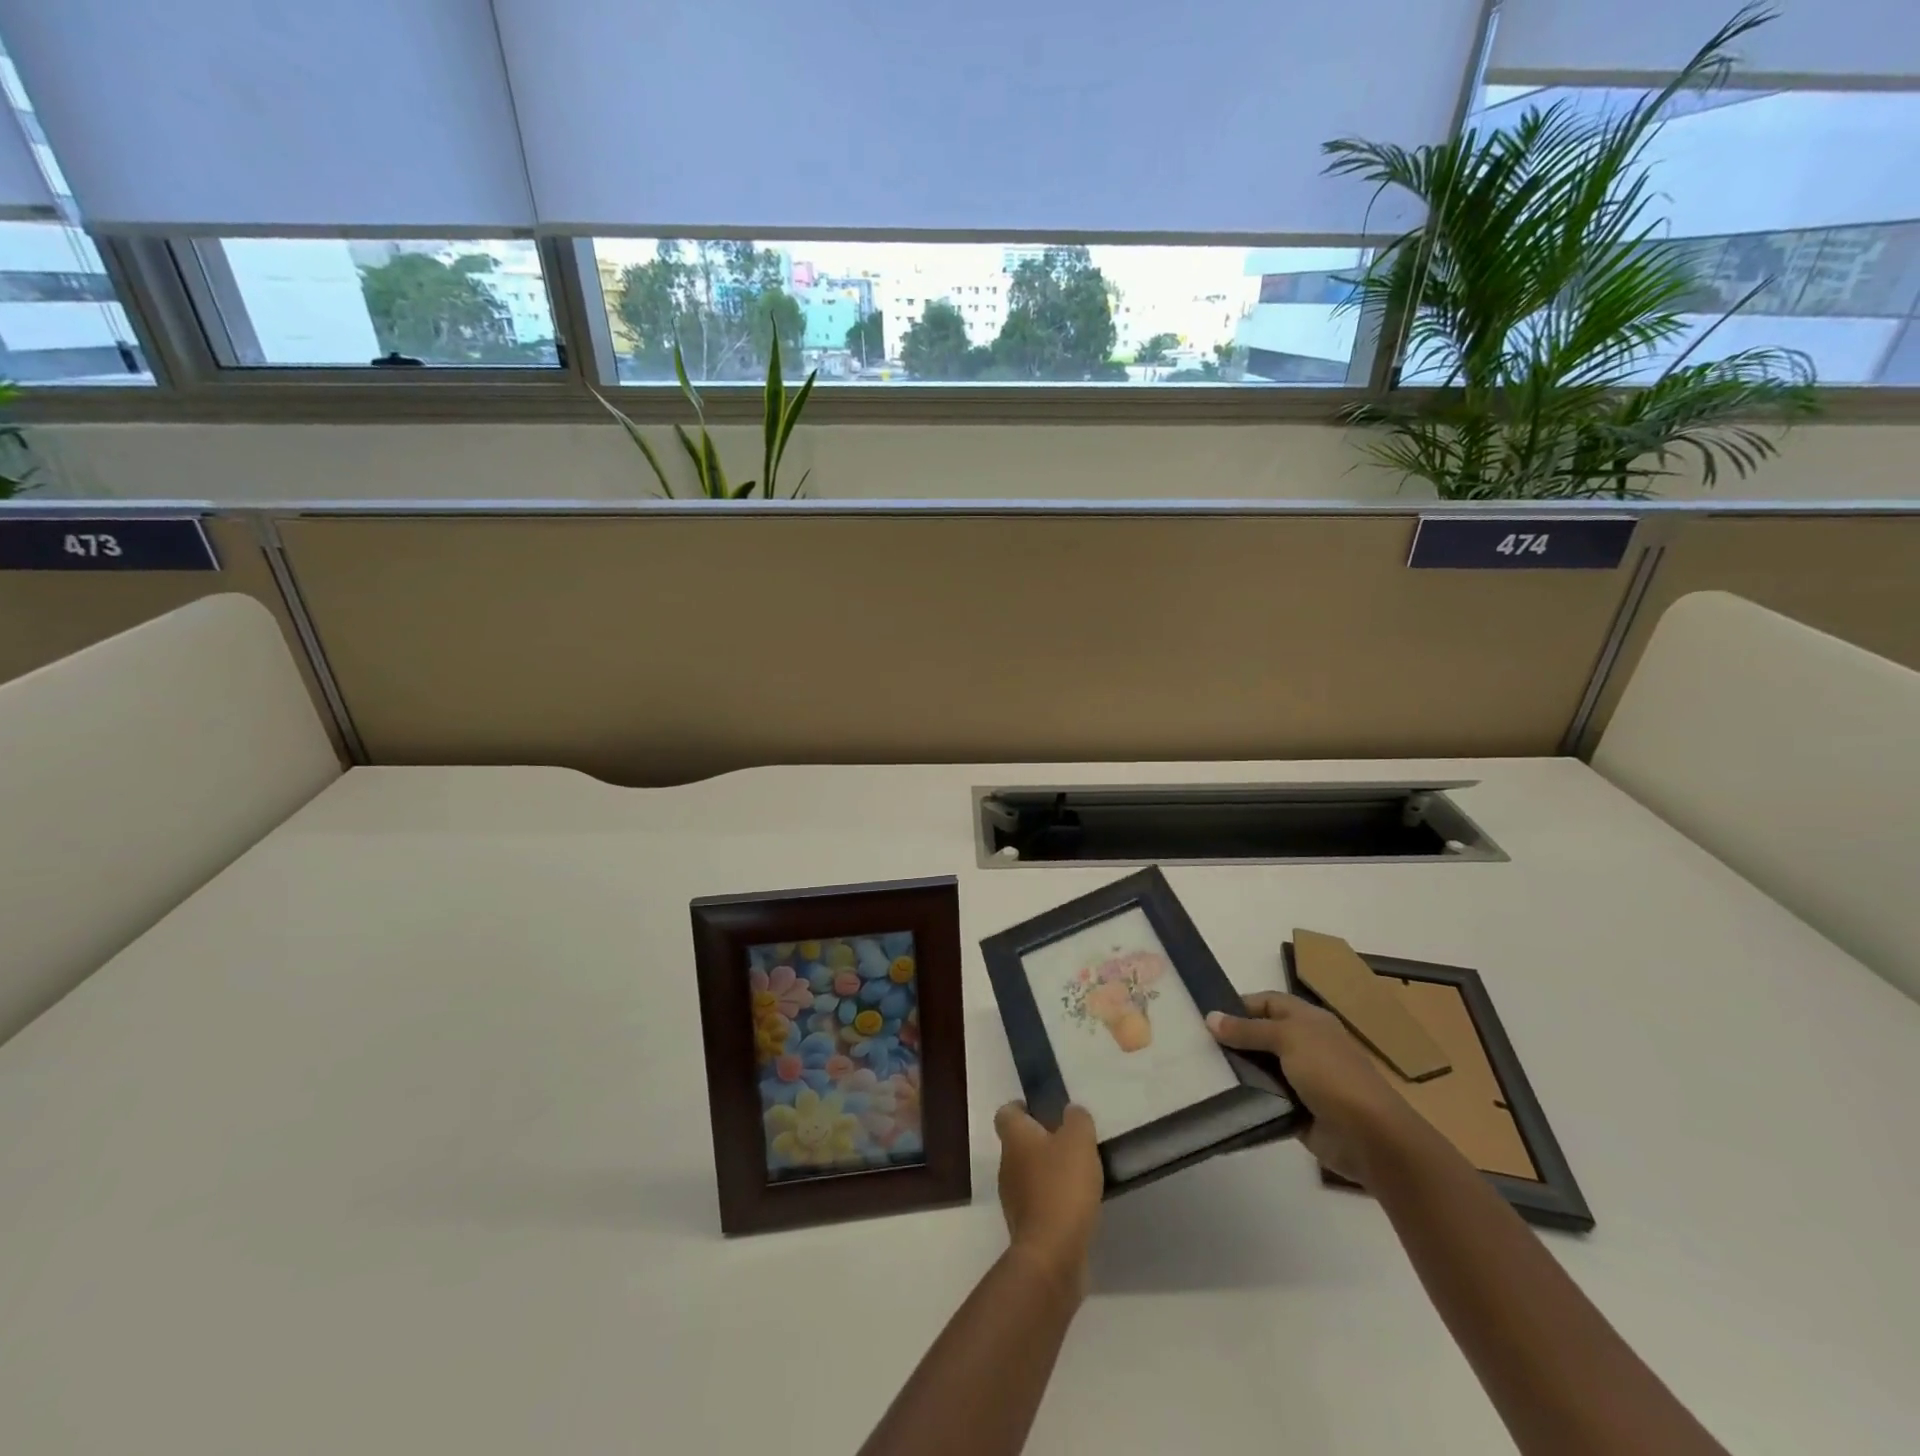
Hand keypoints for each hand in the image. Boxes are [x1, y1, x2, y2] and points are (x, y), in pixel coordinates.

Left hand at [993, 1102, 1102, 1295]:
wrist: (1052, 1254)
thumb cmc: (1062, 1186)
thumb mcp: (1079, 1141)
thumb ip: (1077, 1119)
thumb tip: (1071, 1113)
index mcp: (1015, 1138)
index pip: (1005, 1113)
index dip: (1021, 1108)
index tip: (1041, 1111)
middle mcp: (1006, 1164)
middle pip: (1018, 1144)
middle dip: (1040, 1141)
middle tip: (1069, 1143)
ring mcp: (1012, 1198)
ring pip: (1027, 1174)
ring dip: (1047, 1172)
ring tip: (1077, 1175)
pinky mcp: (1025, 1227)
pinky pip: (1037, 1203)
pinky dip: (1052, 1200)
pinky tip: (1075, 1205)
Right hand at [1208, 992, 1434, 1186]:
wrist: (1369, 1137)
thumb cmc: (1331, 1074)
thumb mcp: (1287, 1039)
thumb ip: (1248, 1030)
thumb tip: (1211, 1018)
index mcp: (1309, 1020)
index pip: (1268, 1002)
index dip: (1241, 1005)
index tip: (1209, 1016)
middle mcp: (1305, 1046)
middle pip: (1262, 1035)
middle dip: (1234, 1039)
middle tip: (1198, 1044)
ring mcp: (1302, 1080)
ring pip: (1261, 1068)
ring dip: (1239, 1070)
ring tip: (1203, 1070)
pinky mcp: (1296, 1110)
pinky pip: (1265, 1099)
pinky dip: (1248, 1098)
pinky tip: (1222, 1097)